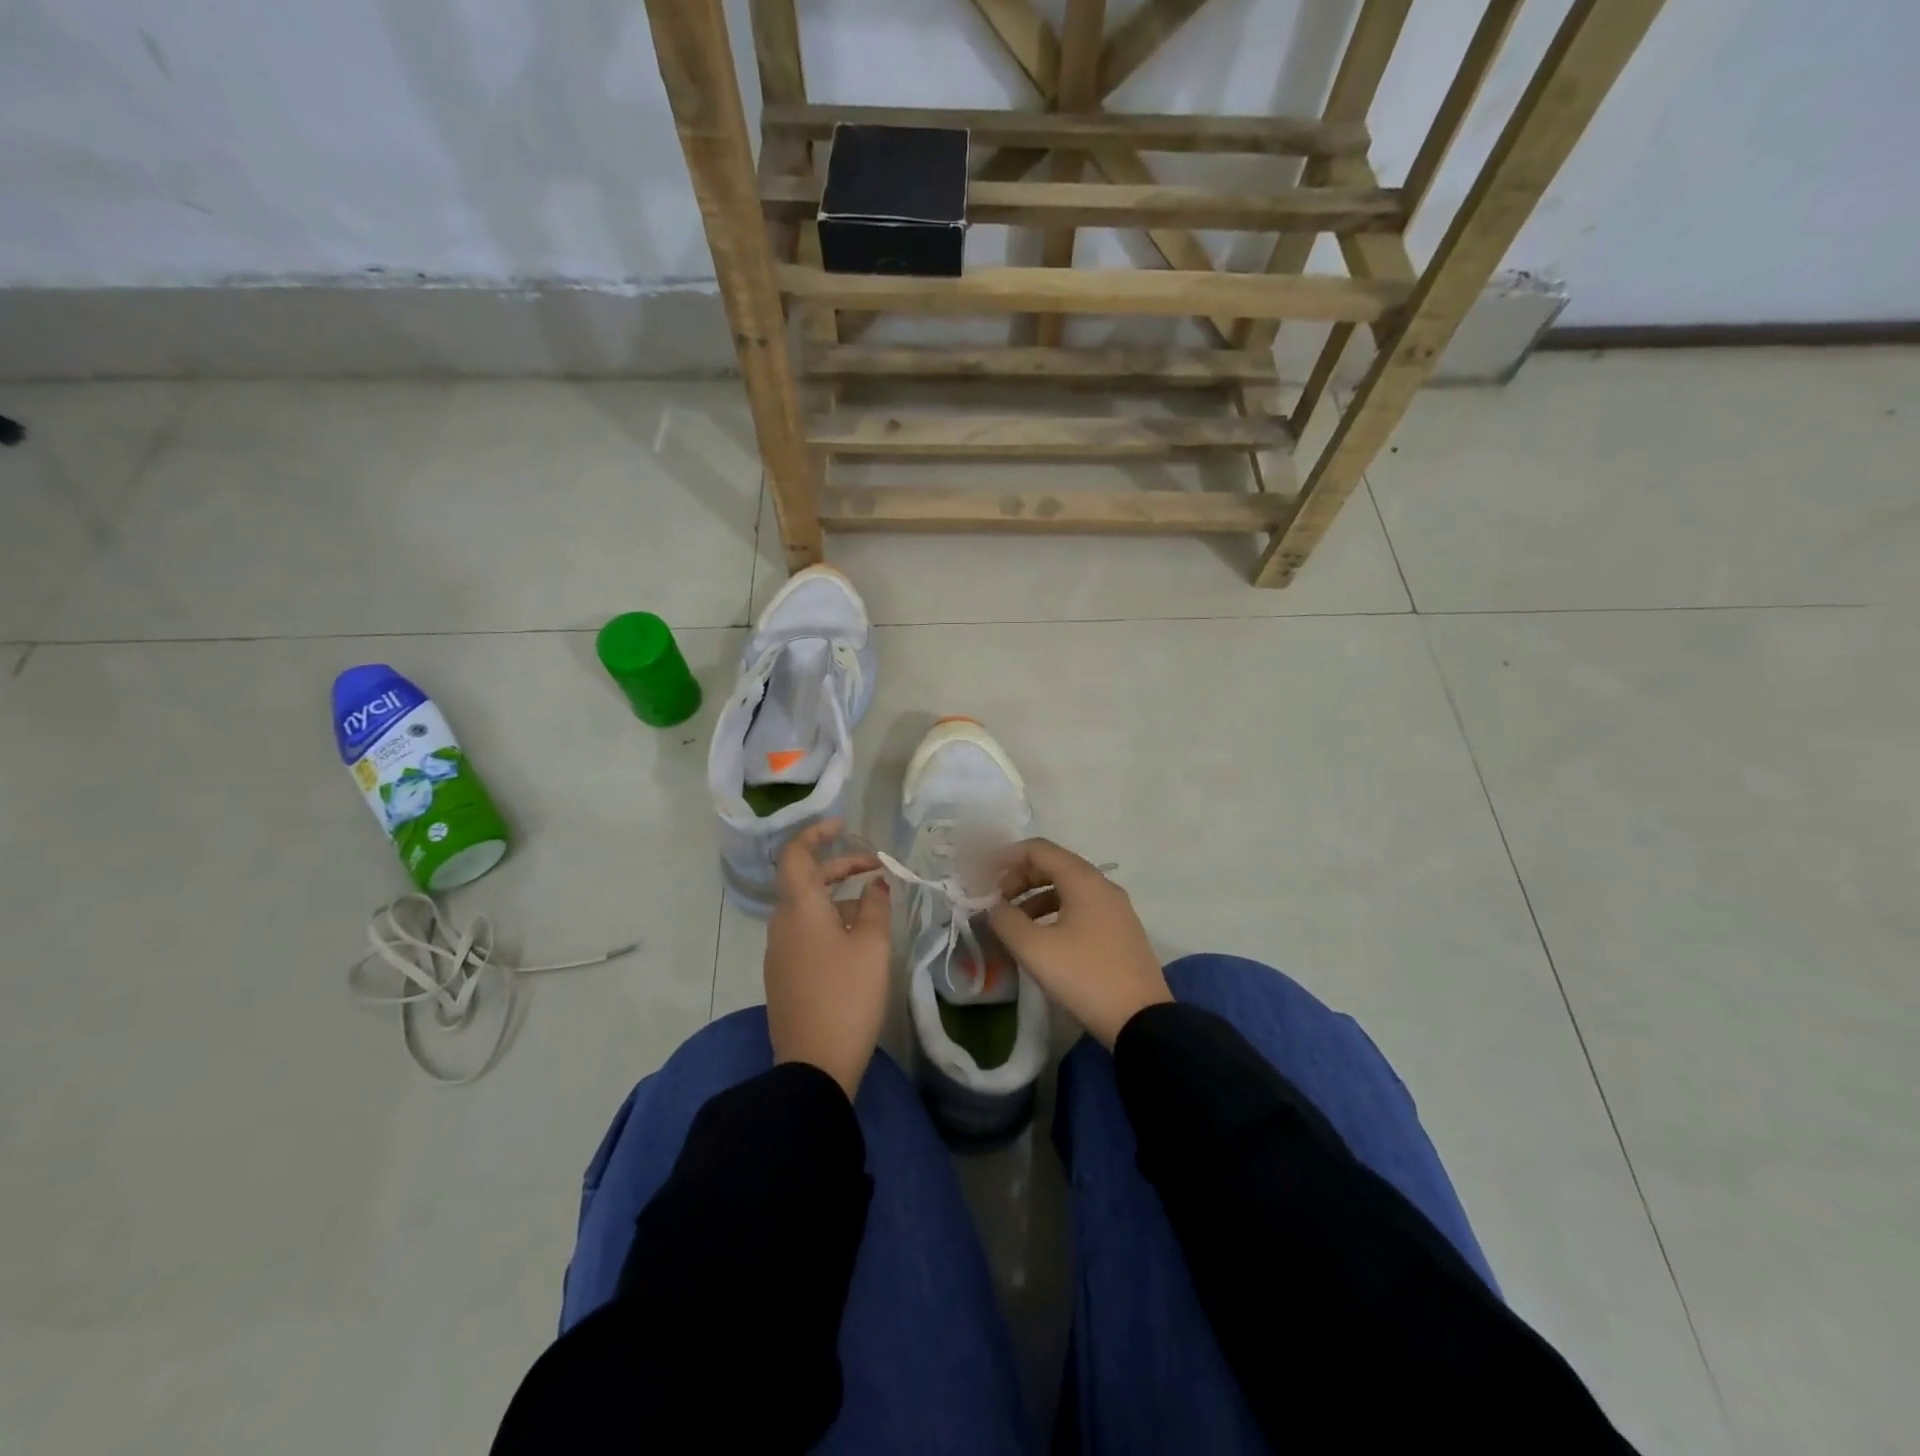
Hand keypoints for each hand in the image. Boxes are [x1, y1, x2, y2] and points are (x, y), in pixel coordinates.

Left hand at [764, 820, 891, 1097]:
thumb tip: (875, 884)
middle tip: (876, 868)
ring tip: (874, 905)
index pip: (797, 854)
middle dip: (840, 867)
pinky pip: (805, 932)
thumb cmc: (847, 996)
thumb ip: (875, 906)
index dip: (817, 833)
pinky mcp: (784, 975)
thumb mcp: (872, 946)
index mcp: (799, 908)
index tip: (844, 827)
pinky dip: (829, 921)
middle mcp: (782, 923)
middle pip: (806, 880)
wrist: (813, 1065)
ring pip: (807, 908)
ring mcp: (779, 951)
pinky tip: (856, 939)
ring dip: (838, 896)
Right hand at [988, 838, 1171, 1047]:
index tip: (981, 874)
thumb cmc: (1084, 977)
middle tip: (995, 901)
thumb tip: (991, 906)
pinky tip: (1041, 937)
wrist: (1141, 1021)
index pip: (1039, 850)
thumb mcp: (1035, 949)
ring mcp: (1115, 909)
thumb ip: (1005, 920)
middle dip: (1019, 878)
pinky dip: (1054, 912)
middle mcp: (1103, 886)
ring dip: (1035, 897)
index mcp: (1084, 880)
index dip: (1005, 856)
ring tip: (1012, 922)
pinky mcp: (1120, 931)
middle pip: (1054, 865)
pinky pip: (1081, 907)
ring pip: (1067, 888)